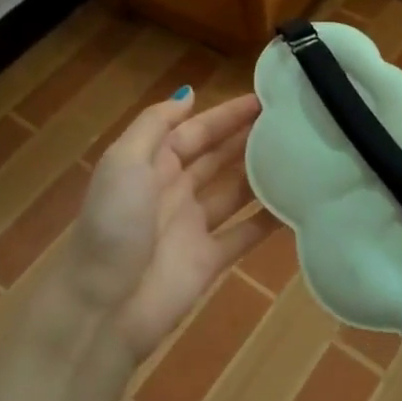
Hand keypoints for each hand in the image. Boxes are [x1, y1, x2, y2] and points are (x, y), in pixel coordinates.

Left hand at [57, 88, 270, 361]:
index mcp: (152, 164)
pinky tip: (297, 205)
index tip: (265, 99)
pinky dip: (268, 221)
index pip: (196, 130)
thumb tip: (189, 93)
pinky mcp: (209, 260)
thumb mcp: (123, 161)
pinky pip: (244, 233)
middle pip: (217, 157)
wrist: (100, 307)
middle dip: (248, 138)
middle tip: (292, 123)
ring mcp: (192, 226)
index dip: (227, 115)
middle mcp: (174, 189)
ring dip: (261, 174)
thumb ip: (155, 124)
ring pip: (234, 191)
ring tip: (300, 155)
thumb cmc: (112, 224)